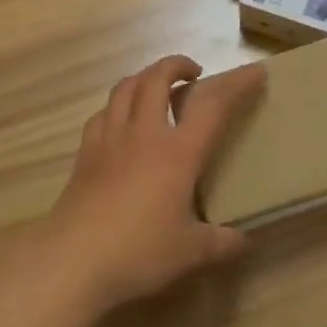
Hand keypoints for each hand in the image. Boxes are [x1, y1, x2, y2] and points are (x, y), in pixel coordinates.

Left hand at [35, 55, 266, 317]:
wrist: (72, 261)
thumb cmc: (138, 253)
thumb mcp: (191, 253)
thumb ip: (221, 243)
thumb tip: (243, 241)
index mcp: (178, 153)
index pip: (213, 105)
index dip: (236, 84)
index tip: (254, 72)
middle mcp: (143, 135)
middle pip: (157, 78)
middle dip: (178, 65)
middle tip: (194, 73)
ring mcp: (109, 140)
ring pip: (125, 88)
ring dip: (146, 77)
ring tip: (157, 86)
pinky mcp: (85, 154)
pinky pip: (103, 113)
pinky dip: (118, 105)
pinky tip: (122, 120)